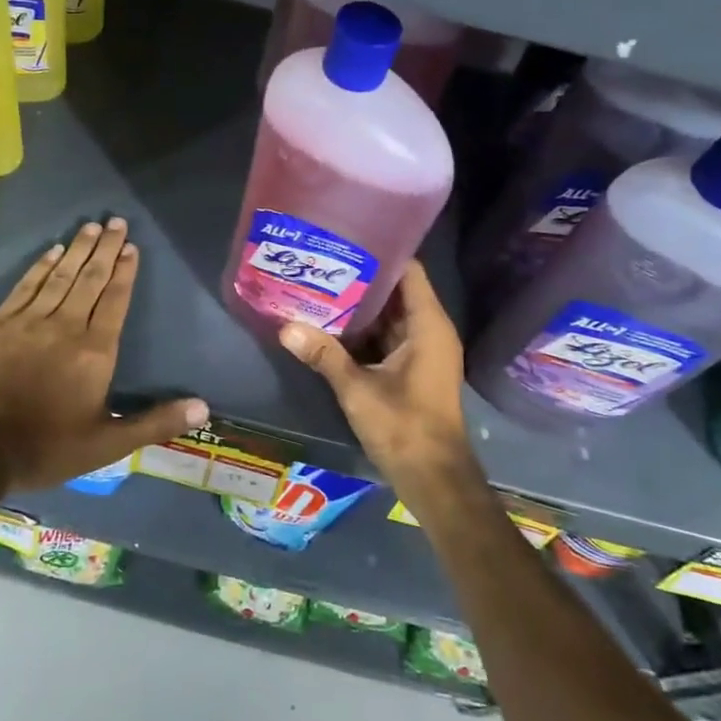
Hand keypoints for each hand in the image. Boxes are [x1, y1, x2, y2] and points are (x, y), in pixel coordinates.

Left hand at [0, 219, 208, 490]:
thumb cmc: (46, 447)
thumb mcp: (108, 444)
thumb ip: (155, 422)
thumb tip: (203, 408)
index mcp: (95, 351)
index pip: (115, 300)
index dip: (125, 271)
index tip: (131, 246)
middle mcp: (66, 326)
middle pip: (90, 279)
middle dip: (105, 248)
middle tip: (115, 221)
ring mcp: (28, 322)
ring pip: (60, 276)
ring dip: (77, 250)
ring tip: (90, 227)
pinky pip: (25, 286)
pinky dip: (41, 266)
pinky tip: (51, 251)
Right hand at [278, 261, 476, 499]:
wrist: (435, 480)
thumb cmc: (405, 428)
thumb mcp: (358, 389)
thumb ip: (324, 355)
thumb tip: (285, 327)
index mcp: (428, 324)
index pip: (408, 270)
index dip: (379, 252)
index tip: (344, 240)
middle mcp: (430, 330)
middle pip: (396, 290)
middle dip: (361, 278)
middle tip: (321, 262)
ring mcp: (423, 350)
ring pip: (390, 315)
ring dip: (360, 306)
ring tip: (319, 285)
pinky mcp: (413, 368)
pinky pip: (388, 336)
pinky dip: (364, 330)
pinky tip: (330, 324)